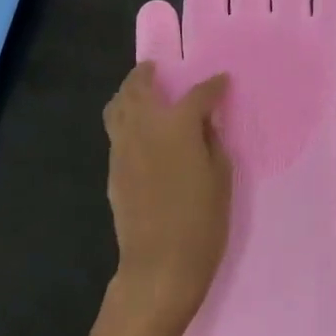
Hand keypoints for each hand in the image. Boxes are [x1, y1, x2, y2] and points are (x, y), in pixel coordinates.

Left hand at [103, 63, 231, 330]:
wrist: (159, 267)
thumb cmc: (201, 222)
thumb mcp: (221, 178)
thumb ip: (212, 142)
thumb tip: (204, 124)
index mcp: (177, 125)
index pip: (197, 94)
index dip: (213, 86)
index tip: (222, 81)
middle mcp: (145, 127)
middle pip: (139, 87)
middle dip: (148, 73)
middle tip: (157, 68)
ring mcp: (123, 148)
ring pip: (117, 106)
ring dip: (128, 91)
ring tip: (140, 90)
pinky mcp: (113, 169)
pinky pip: (115, 131)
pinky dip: (124, 118)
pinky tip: (138, 127)